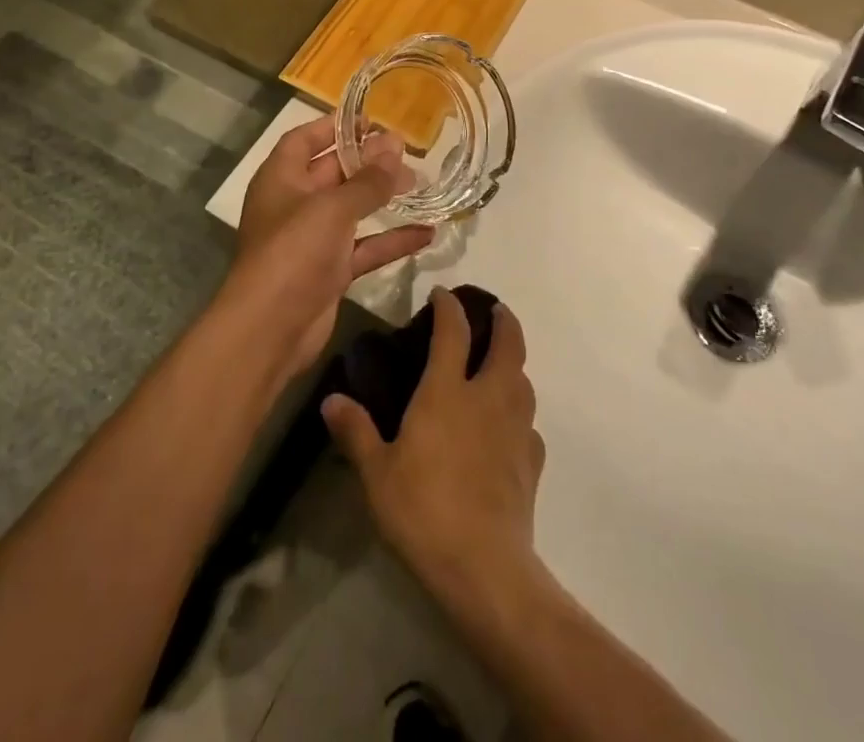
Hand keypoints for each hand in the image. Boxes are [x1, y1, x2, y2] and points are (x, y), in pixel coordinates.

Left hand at [227, 115, 433, 380]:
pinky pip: (365, 248)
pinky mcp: (330, 272)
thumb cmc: (293, 252)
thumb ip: (367, 179)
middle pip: (333, 173)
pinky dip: (391, 240)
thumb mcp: (333, 207)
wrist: (269, 329)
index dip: (334, 127)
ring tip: (422, 184)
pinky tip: (427, 233)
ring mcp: (312, 240)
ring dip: (384, 198)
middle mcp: (294, 204)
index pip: (304, 140)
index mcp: (281, 178)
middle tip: (408, 152)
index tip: (371, 120)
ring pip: (353, 210)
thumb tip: (395, 145)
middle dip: (368, 162)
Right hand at [322, 289, 544, 608]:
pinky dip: (520, 416)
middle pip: (509, 344)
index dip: (448, 307)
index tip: (441, 295)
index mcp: (448, 391)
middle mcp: (488, 397)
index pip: (453, 331)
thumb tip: (330, 399)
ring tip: (500, 367)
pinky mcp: (532, 462)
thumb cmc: (423, 510)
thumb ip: (356, 432)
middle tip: (494, 312)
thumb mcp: (377, 473)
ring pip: (525, 380)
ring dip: (515, 365)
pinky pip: (530, 426)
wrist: (484, 568)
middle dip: (503, 321)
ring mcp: (516, 428)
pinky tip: (508, 431)